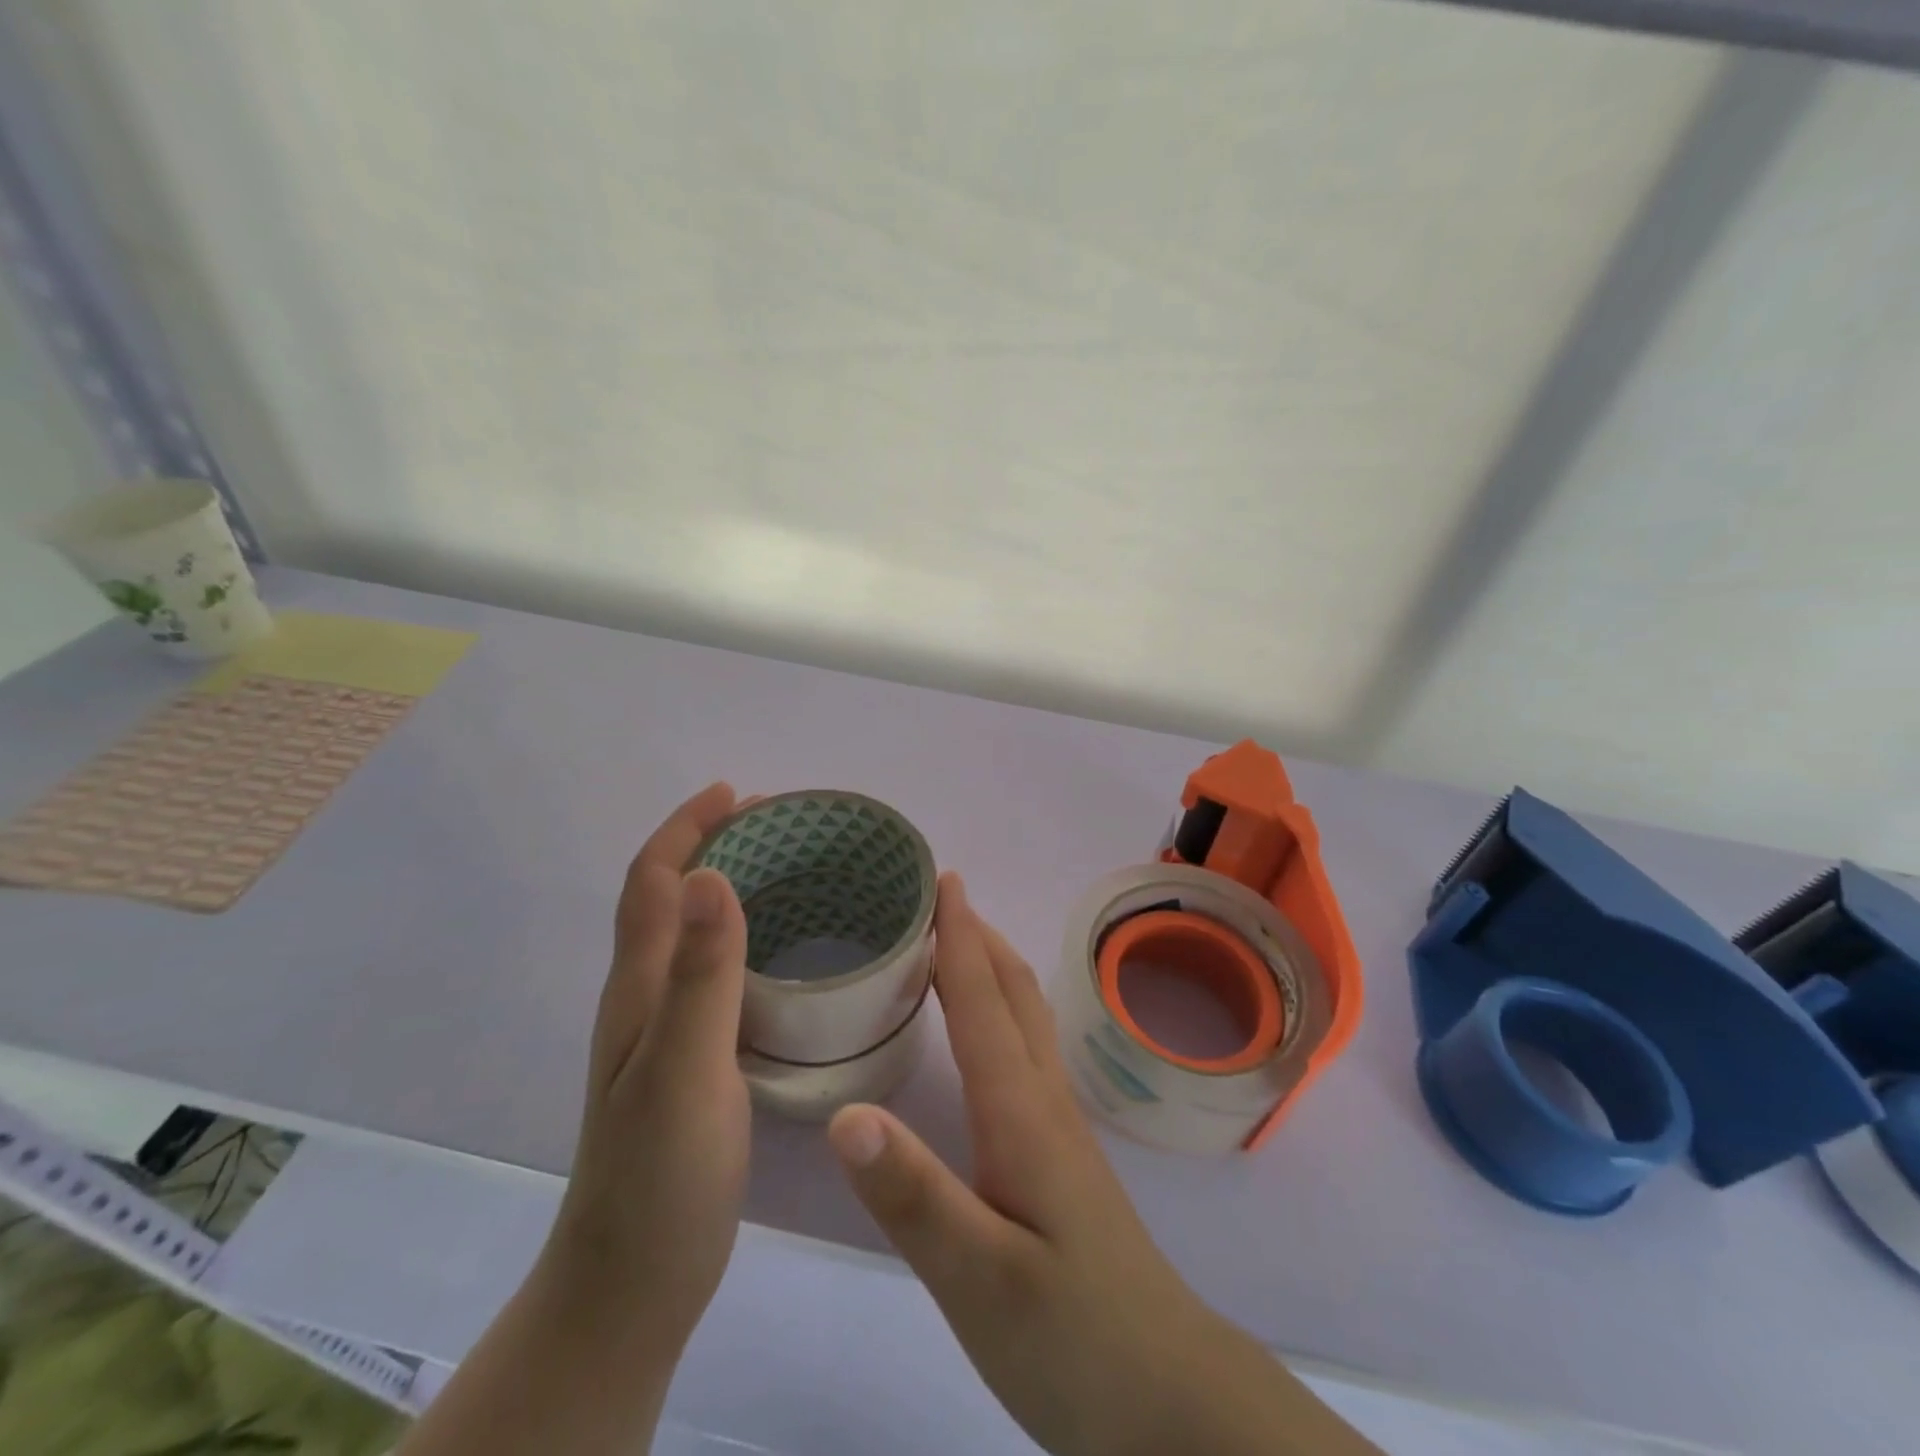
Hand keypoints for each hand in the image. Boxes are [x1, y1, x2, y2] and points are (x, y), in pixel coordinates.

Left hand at [539, 781, 750, 1357]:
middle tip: (775, 825)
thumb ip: (702, 975)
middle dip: (710, 844)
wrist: (633, 1282)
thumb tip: (716, 873)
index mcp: (639, 986)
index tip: (736, 793)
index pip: (653, 881)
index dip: (687, 827)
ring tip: (786, 870)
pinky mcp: (691, 1059)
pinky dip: (743, 938)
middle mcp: (645, 996)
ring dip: (727, 886)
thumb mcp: (685, 1068)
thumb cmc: (659, 1174)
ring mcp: (665, 1031)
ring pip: (691, 933)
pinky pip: (714, 973)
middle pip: (668, 897)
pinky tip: (782, 953)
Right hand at [826, 876, 1377, 1455]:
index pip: (981, 999)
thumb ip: (911, 1194)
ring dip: (991, 966)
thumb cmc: (1069, 1335)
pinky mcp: (1061, 1152)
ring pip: (1025, 1017)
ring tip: (955, 942)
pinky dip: (1000, 1010)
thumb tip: (843, 1113)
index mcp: (1019, 1110)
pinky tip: (985, 1033)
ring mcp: (1058, 1124)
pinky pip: (1026, 1049)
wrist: (1165, 1395)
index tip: (939, 878)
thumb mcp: (976, 1277)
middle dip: (976, 934)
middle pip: (1011, 992)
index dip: (957, 936)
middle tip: (939, 893)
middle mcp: (1042, 1099)